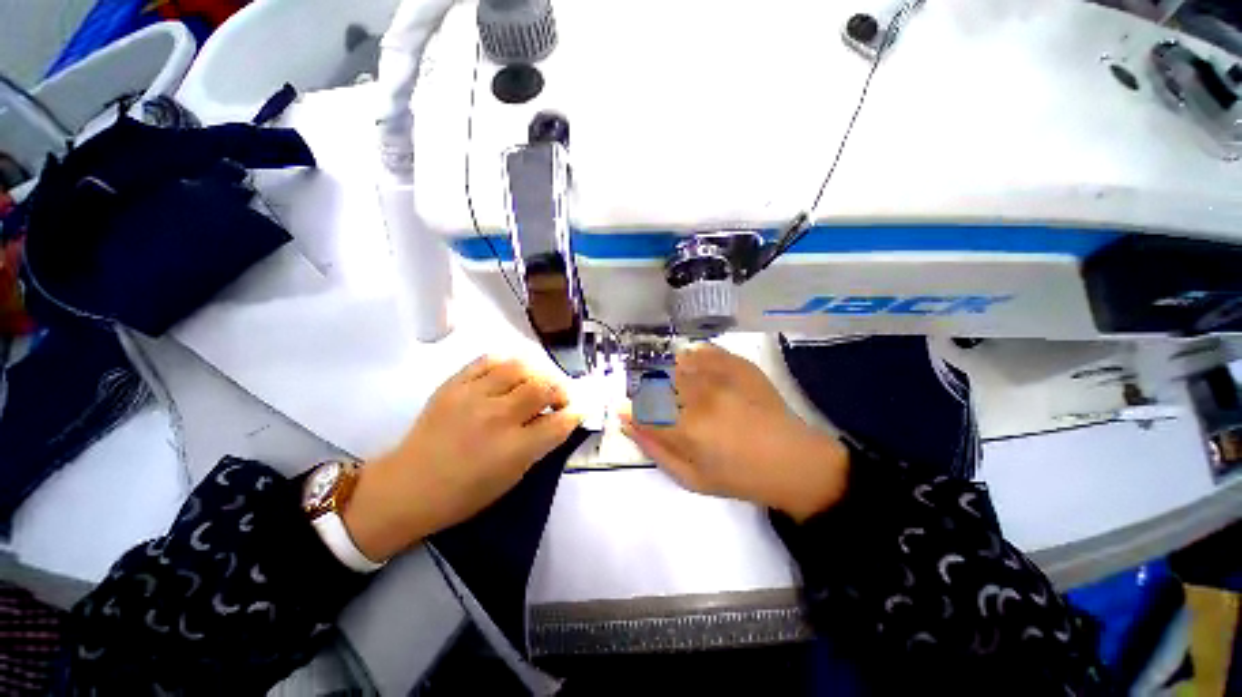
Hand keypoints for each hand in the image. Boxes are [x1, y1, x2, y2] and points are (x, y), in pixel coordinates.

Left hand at [344, 357, 581, 560]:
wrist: (407, 486)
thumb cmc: (463, 494)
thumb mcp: (511, 478)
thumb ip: (538, 446)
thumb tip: (557, 421)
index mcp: (513, 449)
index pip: (559, 423)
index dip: (574, 414)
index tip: (577, 410)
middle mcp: (497, 417)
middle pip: (542, 388)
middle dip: (559, 390)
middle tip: (558, 398)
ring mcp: (473, 397)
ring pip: (519, 367)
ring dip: (536, 373)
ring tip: (535, 383)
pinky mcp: (454, 385)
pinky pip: (488, 360)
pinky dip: (506, 363)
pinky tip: (510, 373)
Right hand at [621, 345, 848, 521]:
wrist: (793, 461)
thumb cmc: (739, 477)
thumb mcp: (690, 478)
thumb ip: (654, 448)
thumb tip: (627, 421)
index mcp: (687, 427)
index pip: (641, 409)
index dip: (632, 410)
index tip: (632, 413)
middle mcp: (700, 395)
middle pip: (656, 382)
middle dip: (651, 395)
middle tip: (666, 410)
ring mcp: (721, 375)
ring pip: (676, 364)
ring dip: (670, 376)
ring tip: (683, 394)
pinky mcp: (738, 364)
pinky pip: (703, 352)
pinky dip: (693, 360)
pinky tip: (698, 374)